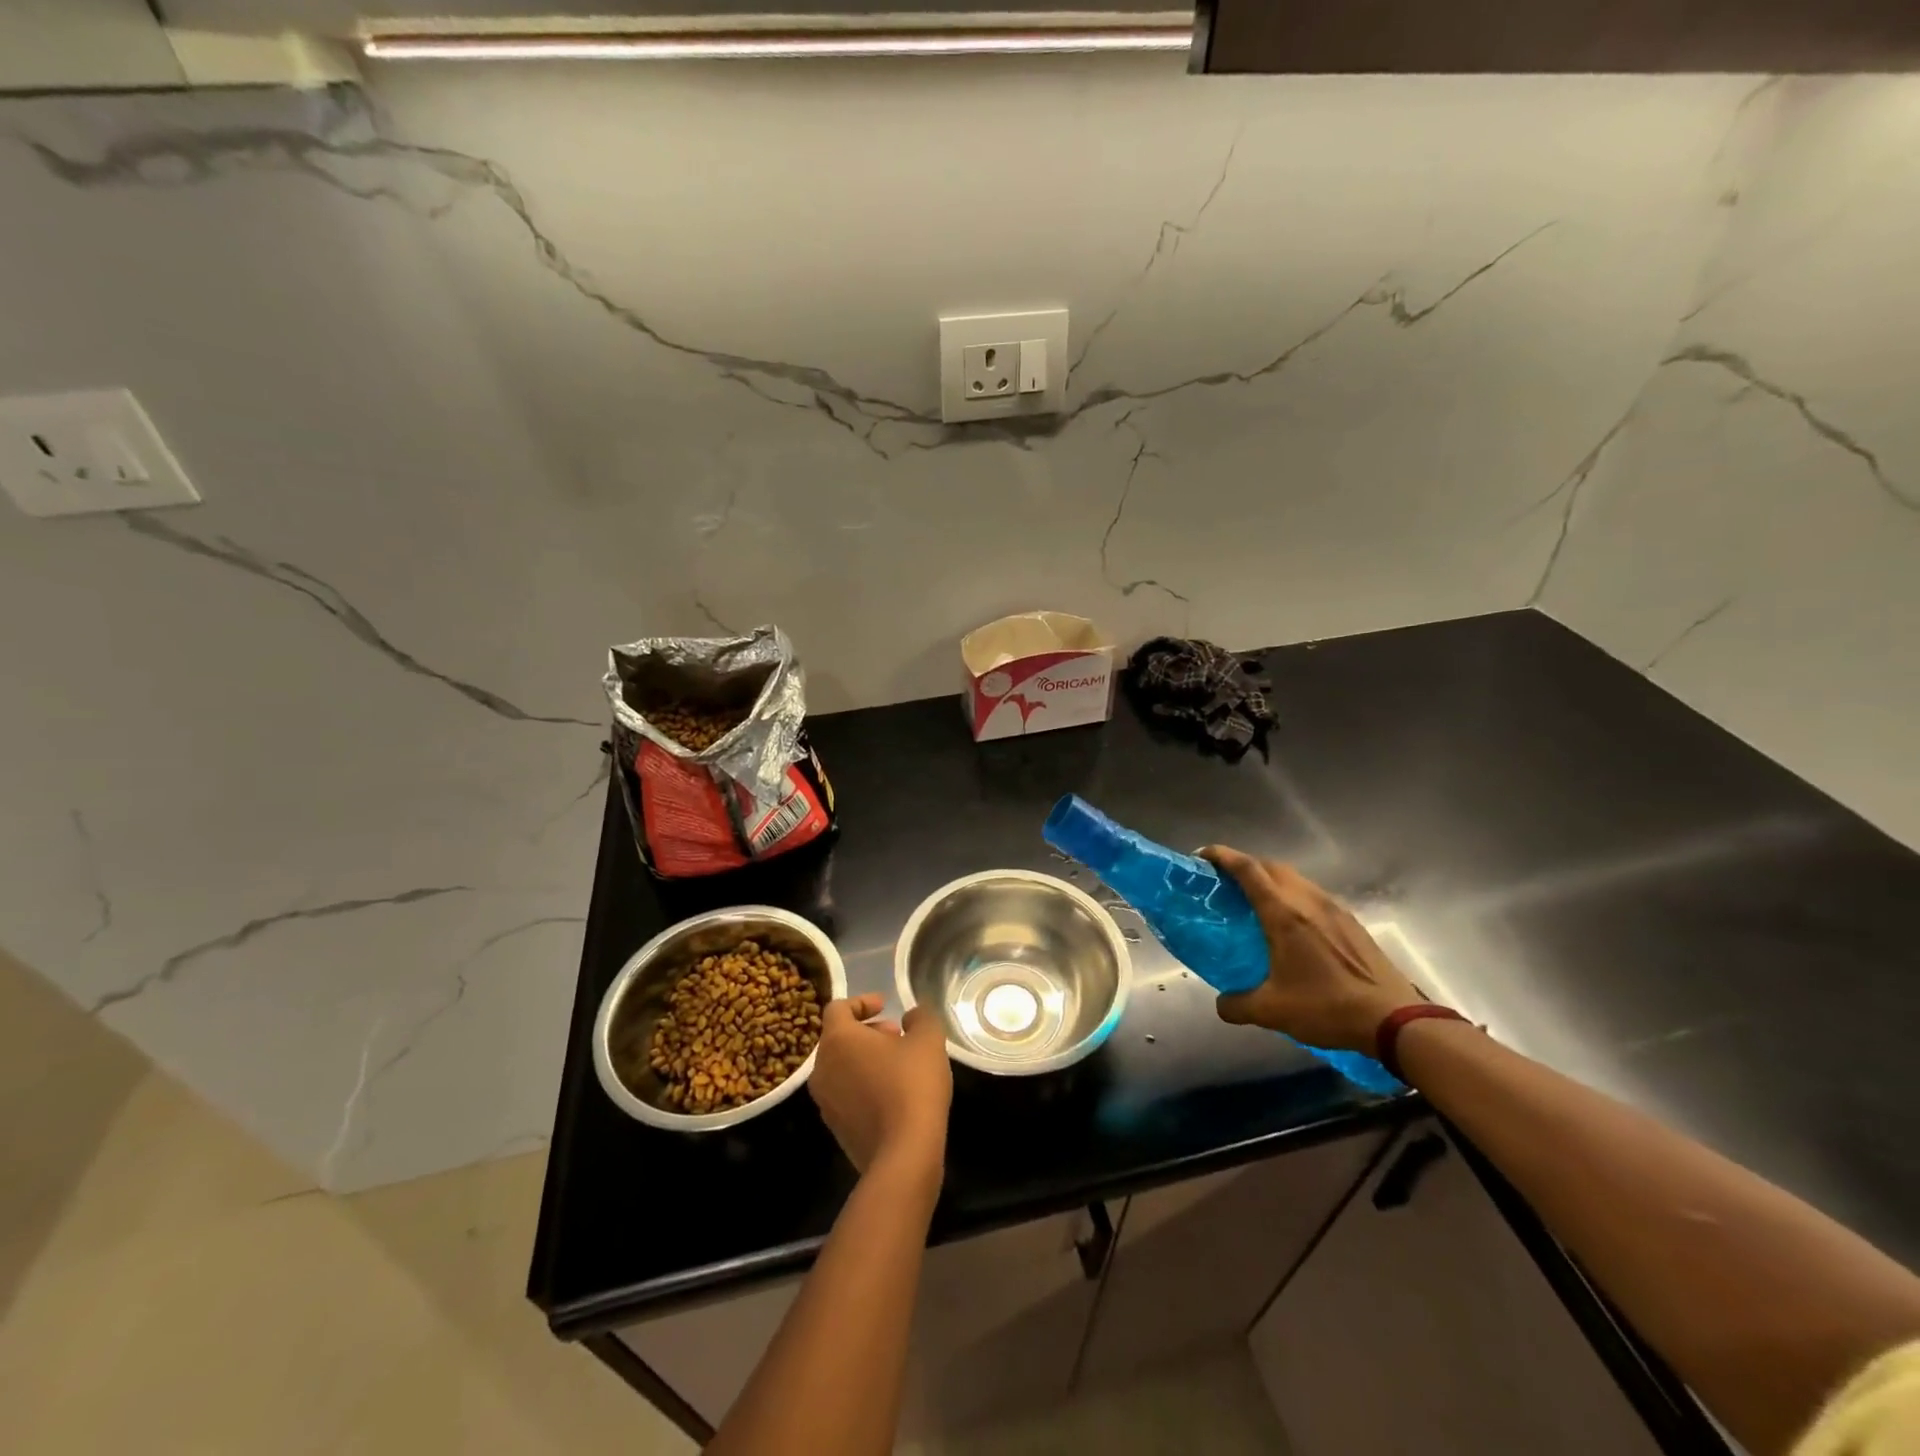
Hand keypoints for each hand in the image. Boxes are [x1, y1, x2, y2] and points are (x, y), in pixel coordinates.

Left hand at [809, 994, 951, 1178]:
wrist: (902, 1155)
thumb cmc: (912, 1085)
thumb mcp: (928, 1040)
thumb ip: (920, 1017)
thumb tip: (910, 1017)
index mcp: (837, 1040)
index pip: (838, 1008)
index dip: (862, 1001)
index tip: (886, 1006)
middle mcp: (822, 1068)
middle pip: (838, 1038)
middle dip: (867, 1031)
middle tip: (897, 1035)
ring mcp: (825, 1102)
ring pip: (841, 1067)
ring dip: (866, 1058)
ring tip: (898, 1064)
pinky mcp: (835, 1129)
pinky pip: (846, 1094)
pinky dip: (864, 1084)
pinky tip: (893, 1094)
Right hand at [1202, 846, 1424, 1054]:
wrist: (1394, 1019)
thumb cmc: (1328, 1007)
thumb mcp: (1273, 1011)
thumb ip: (1237, 1005)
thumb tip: (1221, 1004)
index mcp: (1284, 914)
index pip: (1248, 869)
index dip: (1222, 856)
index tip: (1202, 856)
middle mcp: (1308, 901)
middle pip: (1270, 866)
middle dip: (1244, 865)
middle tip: (1224, 882)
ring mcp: (1333, 909)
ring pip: (1294, 878)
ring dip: (1270, 879)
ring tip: (1254, 900)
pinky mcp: (1350, 922)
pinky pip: (1312, 894)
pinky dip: (1292, 896)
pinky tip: (1290, 924)